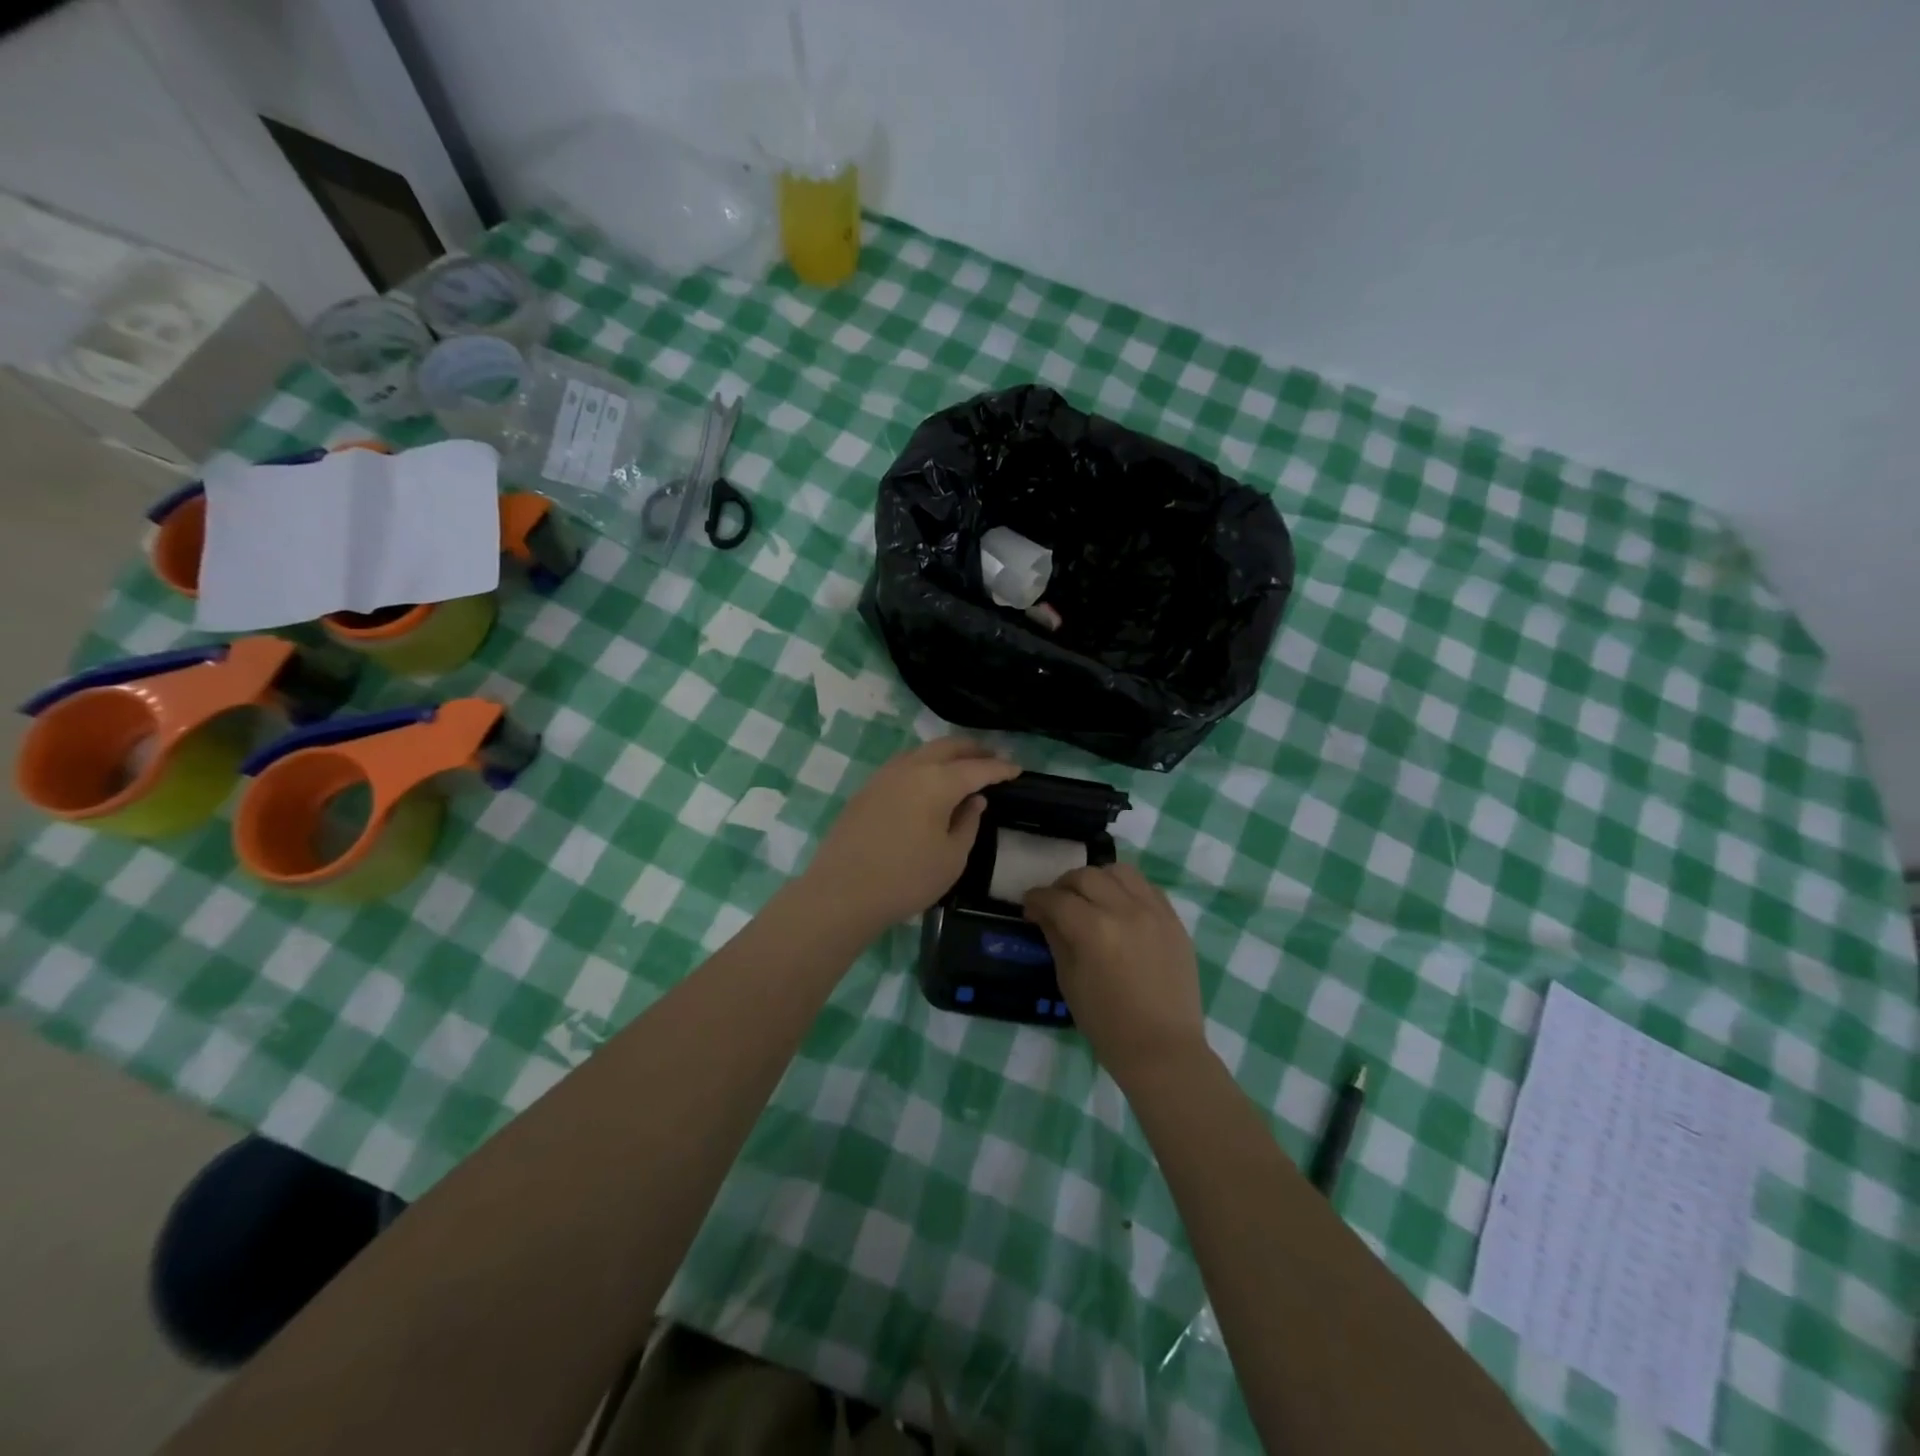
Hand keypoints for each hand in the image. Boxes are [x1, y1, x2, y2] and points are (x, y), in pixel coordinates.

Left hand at [804, 738, 1019, 935]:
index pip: (977, 768)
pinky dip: (924, 766)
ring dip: (946, 755)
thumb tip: (975, 800)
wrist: (841, 893)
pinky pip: (903, 766)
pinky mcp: (866, 790)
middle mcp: (910, 768)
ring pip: (922, 752)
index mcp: (937, 782)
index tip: (1016, 769)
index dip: (999, 768)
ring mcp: (884, 776)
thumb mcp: (951, 858)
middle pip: (947, 747)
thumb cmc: (906, 879)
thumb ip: (968, 823)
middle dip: (973, 750)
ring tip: (962, 767)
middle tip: (992, 757)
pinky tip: (928, 782)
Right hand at [1024, 862, 1206, 1083]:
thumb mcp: (1069, 981)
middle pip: (1086, 876)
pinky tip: (1120, 906)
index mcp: (1094, 930)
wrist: (1163, 1049)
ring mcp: (1154, 912)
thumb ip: (1056, 937)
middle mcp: (1125, 910)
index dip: (1036, 899)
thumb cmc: (1108, 1024)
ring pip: (1120, 871)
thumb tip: (1043, 912)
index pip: (1056, 899)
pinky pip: (1147, 887)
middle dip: (1063, 885)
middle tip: (1056, 903)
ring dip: (1098, 879)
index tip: (1029, 907)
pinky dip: (1127, 889)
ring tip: (1091, 898)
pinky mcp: (1174, 920)